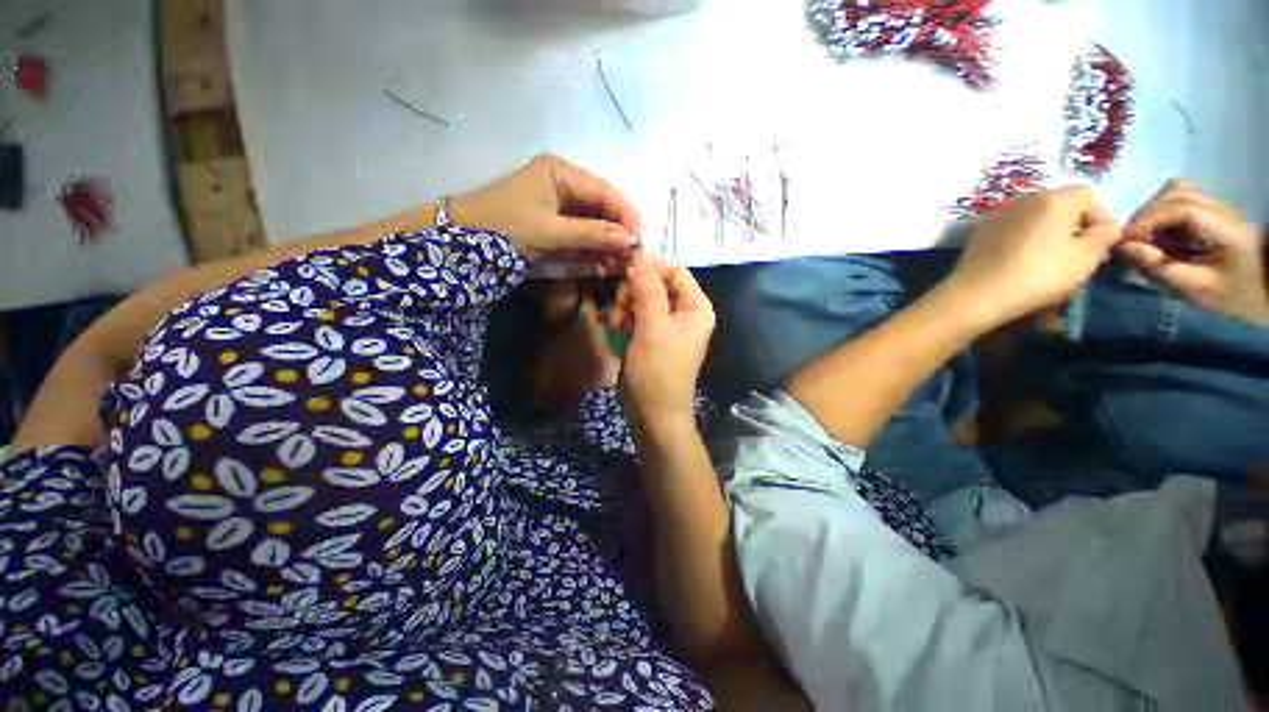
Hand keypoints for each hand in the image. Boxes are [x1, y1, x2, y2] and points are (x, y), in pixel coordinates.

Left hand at [448, 154, 640, 267]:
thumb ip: (591, 235)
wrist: (461, 242)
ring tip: (618, 266)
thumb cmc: (504, 228)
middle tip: (630, 259)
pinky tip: (603, 265)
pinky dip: (592, 251)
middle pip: (602, 208)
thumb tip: (629, 241)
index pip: (605, 192)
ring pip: (594, 224)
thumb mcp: (550, 231)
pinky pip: (581, 235)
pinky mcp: (555, 224)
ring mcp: (559, 205)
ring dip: (607, 245)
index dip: (625, 215)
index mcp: (561, 173)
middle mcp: (563, 184)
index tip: (639, 241)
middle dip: (617, 234)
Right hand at [607, 255, 714, 441]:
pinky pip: (637, 315)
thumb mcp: (652, 327)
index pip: (674, 270)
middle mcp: (685, 312)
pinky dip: (624, 317)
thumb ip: (647, 289)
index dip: (649, 267)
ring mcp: (668, 325)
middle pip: (657, 283)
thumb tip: (638, 257)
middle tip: (618, 305)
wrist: (653, 414)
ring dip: (624, 304)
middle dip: (633, 290)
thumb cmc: (657, 371)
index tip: (622, 271)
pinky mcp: (652, 337)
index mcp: (696, 307)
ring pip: (643, 298)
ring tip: (613, 321)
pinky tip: (613, 325)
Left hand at [948, 187, 1121, 326]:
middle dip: (1074, 225)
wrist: (976, 294)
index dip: (1101, 219)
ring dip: (1048, 231)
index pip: (1089, 196)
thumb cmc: (1037, 275)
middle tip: (1077, 253)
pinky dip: (1023, 237)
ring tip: (1049, 258)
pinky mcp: (979, 230)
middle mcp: (1024, 197)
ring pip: (1035, 215)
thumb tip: (1108, 227)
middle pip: (1060, 203)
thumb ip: (1102, 238)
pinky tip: (1021, 259)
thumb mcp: (1084, 259)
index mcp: (1053, 198)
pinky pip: (1012, 226)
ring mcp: (998, 212)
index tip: (1101, 246)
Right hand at [1119, 180, 1268, 326]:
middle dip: (1146, 214)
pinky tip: (1161, 234)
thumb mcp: (1197, 288)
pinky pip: (1181, 201)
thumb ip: (1161, 268)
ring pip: (1176, 191)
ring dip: (1153, 211)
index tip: (1124, 241)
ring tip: (1145, 237)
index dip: (1147, 220)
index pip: (1180, 208)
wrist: (1265, 290)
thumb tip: (1125, 248)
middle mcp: (1222, 209)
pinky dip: (1163, 213)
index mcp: (1224, 228)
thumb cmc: (1232, 295)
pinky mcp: (1213, 211)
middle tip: (1131, 241)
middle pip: (1176, 192)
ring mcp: (1219, 207)